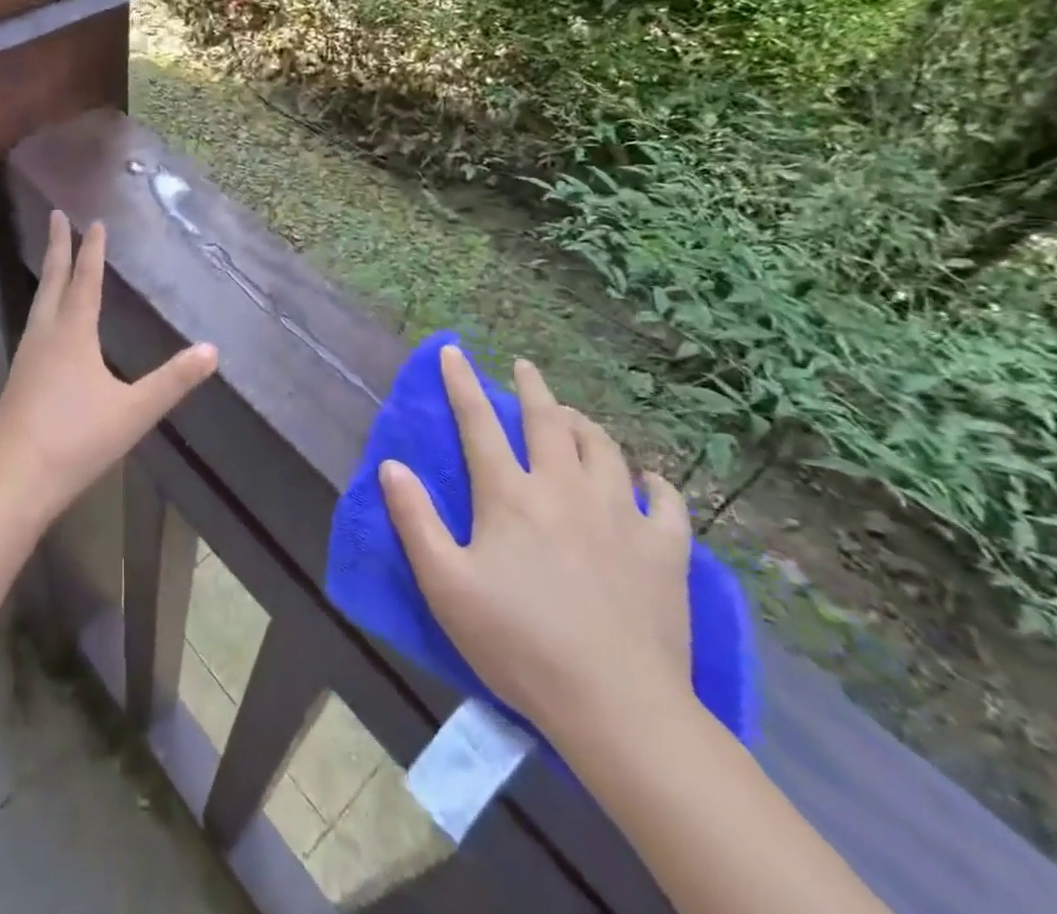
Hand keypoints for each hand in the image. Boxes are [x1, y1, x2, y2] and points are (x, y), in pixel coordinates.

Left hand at [0, 211, 217, 527]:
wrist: (13, 483)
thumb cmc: (76, 442)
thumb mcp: (133, 412)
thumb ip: (172, 381)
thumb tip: (212, 350)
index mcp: (72, 336)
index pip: (86, 282)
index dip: (93, 251)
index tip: (95, 222)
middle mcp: (45, 338)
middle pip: (53, 282)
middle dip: (57, 247)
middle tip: (55, 216)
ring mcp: (26, 359)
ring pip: (39, 304)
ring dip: (49, 276)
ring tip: (55, 262)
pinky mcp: (18, 381)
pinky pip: (33, 327)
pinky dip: (43, 308)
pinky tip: (47, 326)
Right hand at [381, 350, 694, 746]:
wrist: (617, 706)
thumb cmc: (519, 643)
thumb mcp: (445, 585)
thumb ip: (414, 519)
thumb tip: (391, 465)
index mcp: (510, 495)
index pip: (479, 423)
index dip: (462, 383)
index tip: (453, 351)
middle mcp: (564, 488)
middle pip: (548, 421)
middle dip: (532, 388)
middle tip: (524, 367)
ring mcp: (620, 515)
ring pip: (603, 448)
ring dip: (584, 424)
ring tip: (573, 417)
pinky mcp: (664, 550)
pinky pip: (664, 501)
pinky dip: (653, 482)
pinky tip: (646, 480)